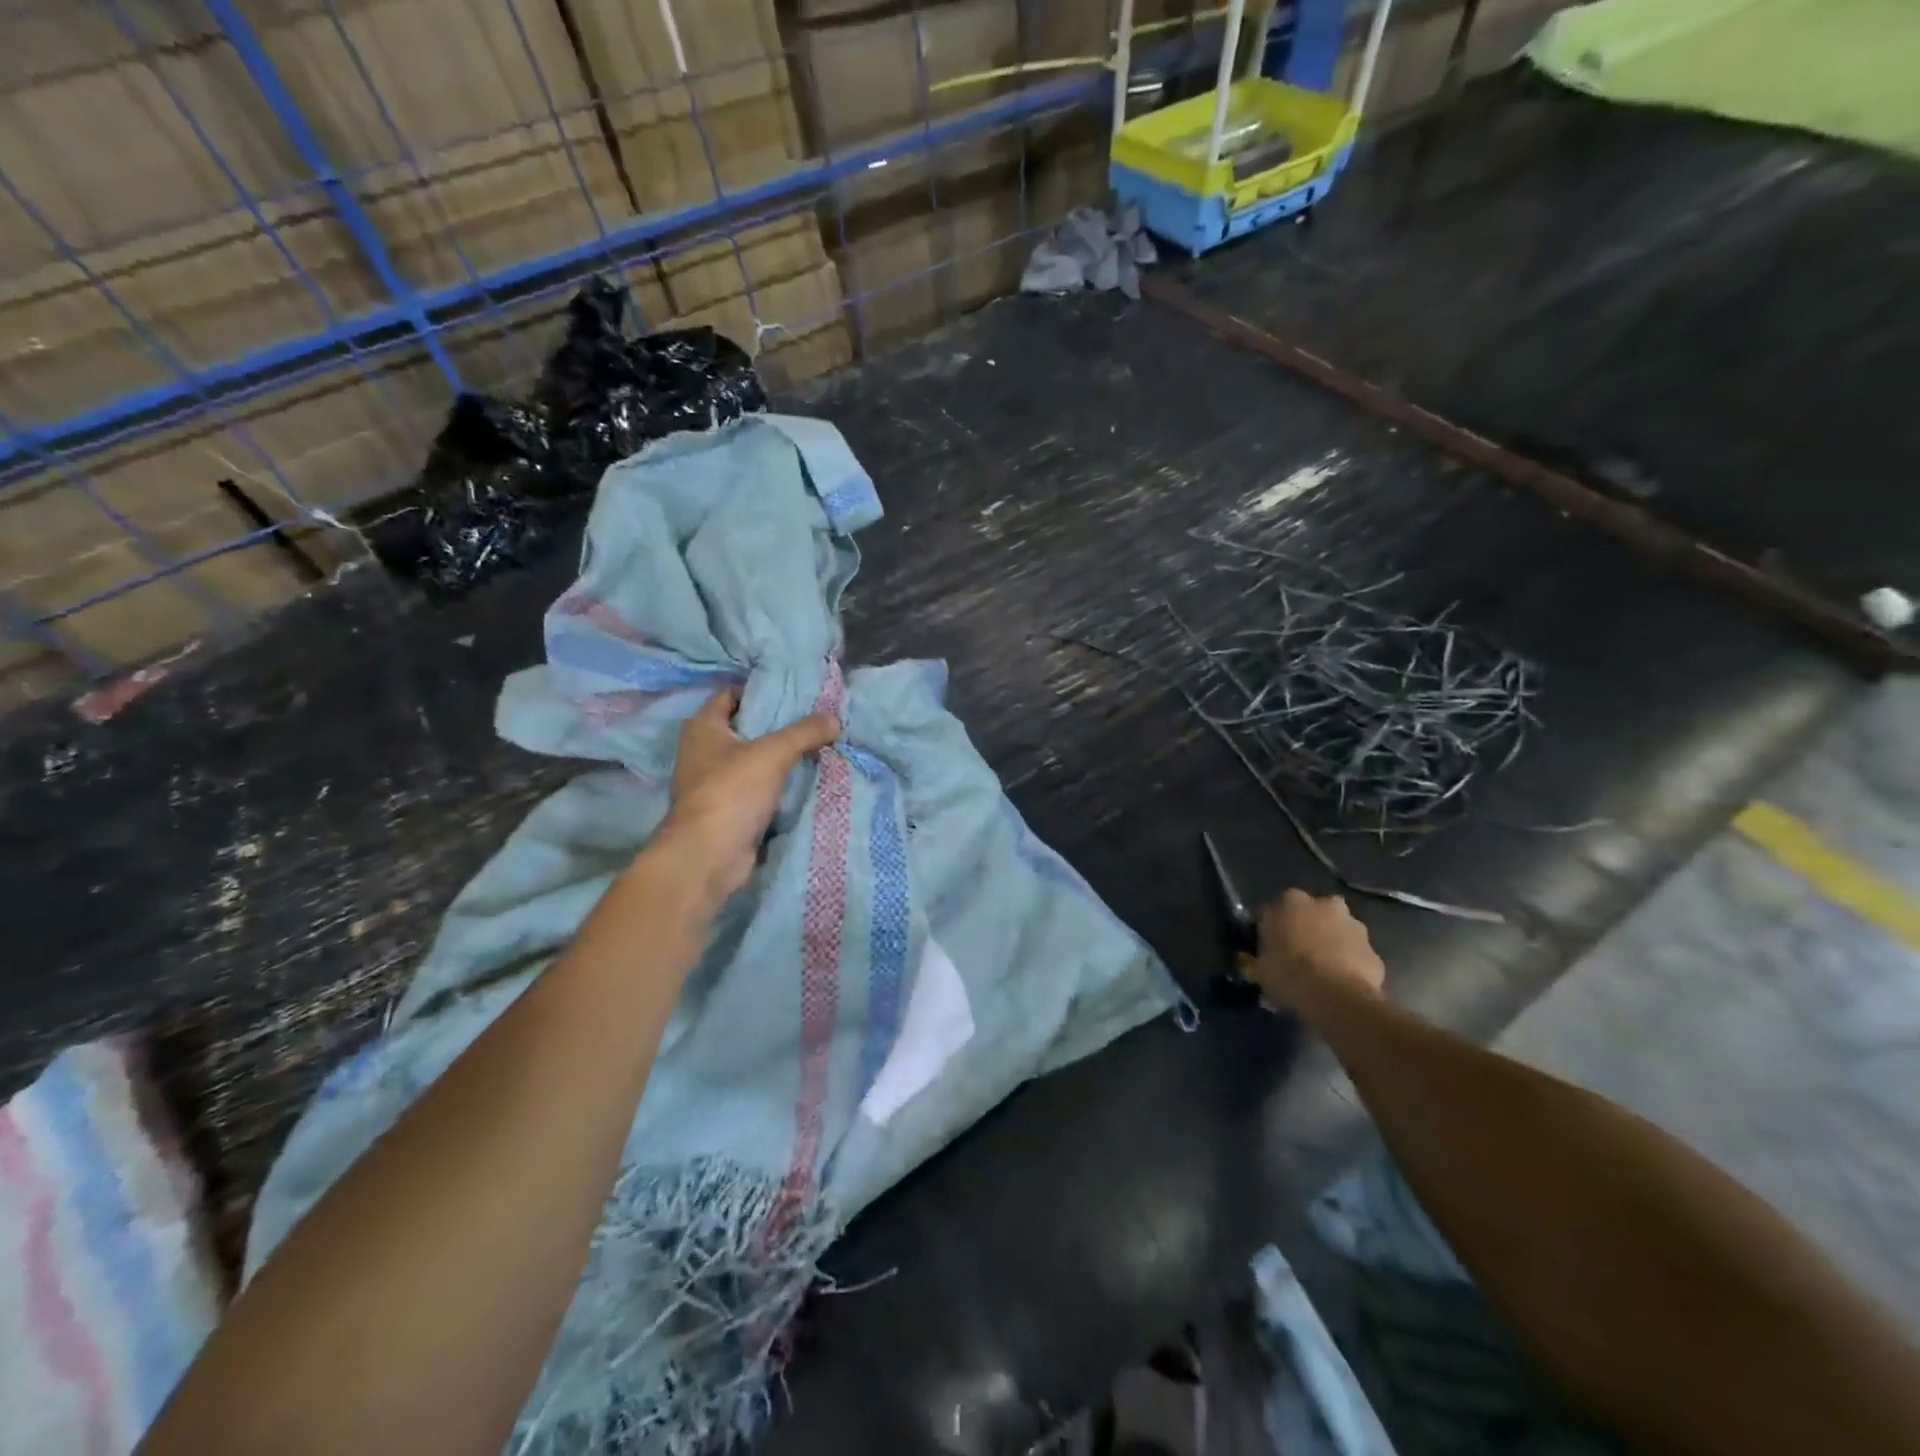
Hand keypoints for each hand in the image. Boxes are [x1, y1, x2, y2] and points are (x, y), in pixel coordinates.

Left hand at [654, 687, 838, 901]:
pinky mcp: (726, 810)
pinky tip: (802, 781)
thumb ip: (804, 732)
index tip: (791, 693)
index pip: (729, 695)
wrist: (708, 855)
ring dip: (776, 757)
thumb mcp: (773, 753)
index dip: (758, 691)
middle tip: (811, 719)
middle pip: (743, 728)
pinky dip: (774, 785)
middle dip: (774, 725)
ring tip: (814, 747)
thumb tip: (834, 718)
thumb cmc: (732, 791)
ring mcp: (712, 783)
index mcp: (703, 727)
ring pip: (751, 760)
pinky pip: (755, 788)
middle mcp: (701, 751)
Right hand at [1250, 889, 1386, 1009]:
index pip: (1276, 910)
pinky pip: (1355, 954)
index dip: (1274, 929)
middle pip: (1313, 913)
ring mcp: (1354, 926)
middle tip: (1299, 954)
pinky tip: (1341, 983)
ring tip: (1322, 971)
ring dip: (1332, 943)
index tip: (1271, 948)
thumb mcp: (1261, 969)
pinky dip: (1349, 964)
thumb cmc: (1289, 975)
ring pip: (1338, 931)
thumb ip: (1262, 960)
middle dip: (1308, 928)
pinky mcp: (1374, 951)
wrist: (1337, 998)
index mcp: (1291, 902)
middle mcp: (1324, 905)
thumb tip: (1260, 966)